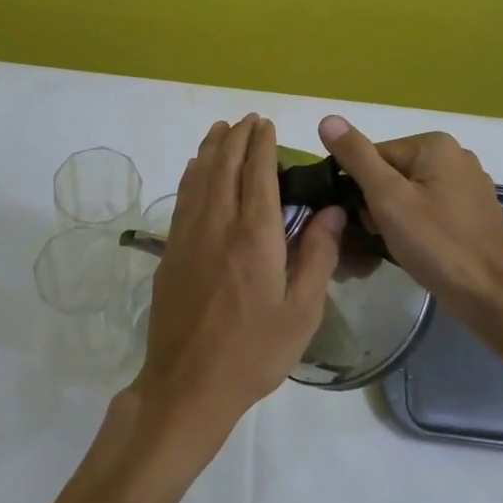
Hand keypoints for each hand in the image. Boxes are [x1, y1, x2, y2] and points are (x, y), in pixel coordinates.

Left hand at [130, 115, 345, 451]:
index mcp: (255, 236)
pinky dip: (192, 175)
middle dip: (236, 138)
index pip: (258, 174)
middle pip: (225, 167)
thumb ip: (317, 255)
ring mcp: (189, 236)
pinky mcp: (171, 251)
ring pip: (199, 177)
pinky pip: (183, 199)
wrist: (188, 384)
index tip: (266, 124)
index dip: (262, 145)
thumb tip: (331, 210)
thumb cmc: (253, 352)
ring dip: (211, 149)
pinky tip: (196, 168)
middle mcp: (218, 225)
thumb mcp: (301, 311)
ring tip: (220, 129)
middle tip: (247, 119)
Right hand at [317, 116, 502, 316]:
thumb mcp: (386, 197)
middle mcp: (457, 155)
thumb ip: (356, 156)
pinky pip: (433, 208)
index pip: (374, 156)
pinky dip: (419, 224)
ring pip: (412, 192)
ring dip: (396, 216)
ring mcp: (471, 184)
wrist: (486, 294)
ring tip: (399, 244)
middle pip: (393, 173)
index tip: (364, 219)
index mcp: (435, 145)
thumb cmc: (433, 242)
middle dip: (379, 203)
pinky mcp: (476, 210)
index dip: (361, 188)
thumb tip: (328, 119)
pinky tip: (420, 247)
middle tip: (381, 235)